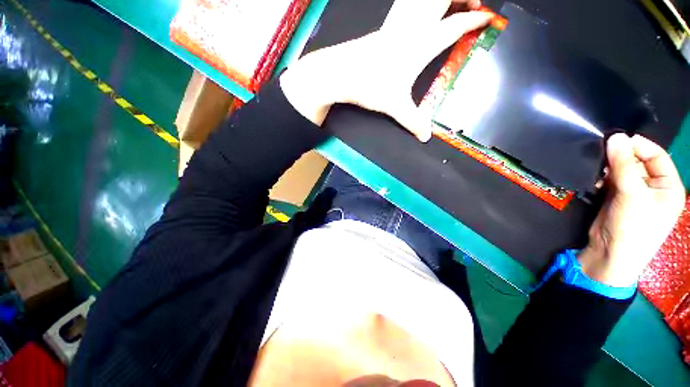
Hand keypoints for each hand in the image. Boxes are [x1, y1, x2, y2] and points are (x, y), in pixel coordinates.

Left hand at [280, 0, 489, 140]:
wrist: (340, 73)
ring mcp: (395, 25)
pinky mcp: (383, 28)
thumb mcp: (394, 106)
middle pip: (442, 0)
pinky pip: (405, 6)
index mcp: (421, 45)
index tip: (487, 18)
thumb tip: (425, 137)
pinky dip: (416, 4)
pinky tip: (416, 10)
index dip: (473, 21)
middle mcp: (411, 29)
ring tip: (449, 4)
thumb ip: (412, 121)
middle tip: (473, 2)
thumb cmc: (370, 86)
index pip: (454, 26)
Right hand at [579, 133, 685, 286]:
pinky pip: (612, 180)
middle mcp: (654, 188)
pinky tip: (595, 180)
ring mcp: (635, 194)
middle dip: (621, 158)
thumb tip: (615, 137)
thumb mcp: (631, 195)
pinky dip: (603, 178)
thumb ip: (623, 165)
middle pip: (638, 162)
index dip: (639, 146)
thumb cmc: (632, 228)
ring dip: (610, 168)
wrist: (610, 255)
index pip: (657, 156)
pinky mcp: (618, 199)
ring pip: (623, 170)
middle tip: (601, 155)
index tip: (616, 139)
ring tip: (597, 170)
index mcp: (668, 187)